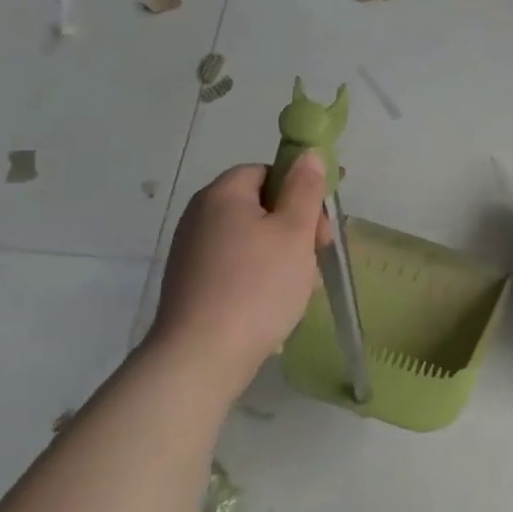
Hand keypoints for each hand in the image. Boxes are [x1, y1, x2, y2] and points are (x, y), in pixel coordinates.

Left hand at [147, 155, 331, 390]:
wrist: (201, 358)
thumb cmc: (257, 286)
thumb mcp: (295, 232)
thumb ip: (305, 189)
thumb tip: (308, 154)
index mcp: (223, 195)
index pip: (266, 172)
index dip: (299, 191)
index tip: (321, 223)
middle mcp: (200, 217)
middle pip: (260, 206)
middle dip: (295, 227)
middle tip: (318, 256)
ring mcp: (192, 253)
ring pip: (252, 240)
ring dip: (283, 256)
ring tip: (302, 287)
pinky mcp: (191, 285)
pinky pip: (236, 267)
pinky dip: (260, 277)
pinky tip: (277, 304)